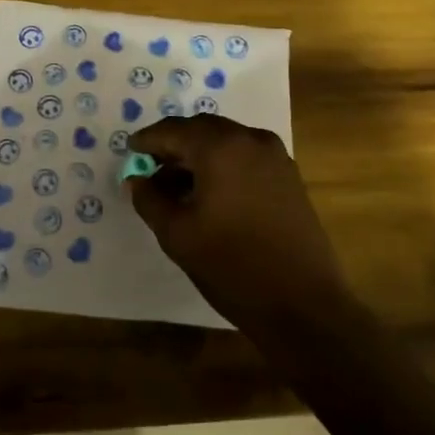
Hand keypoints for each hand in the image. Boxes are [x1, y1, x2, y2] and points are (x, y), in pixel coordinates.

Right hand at [125, 113, 347, 330]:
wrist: (304, 305)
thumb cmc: (233, 266)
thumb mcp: (178, 235)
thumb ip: (150, 200)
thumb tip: (136, 180)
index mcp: (220, 147)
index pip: (173, 130)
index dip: (148, 140)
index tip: (130, 151)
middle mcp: (249, 139)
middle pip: (201, 129)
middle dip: (174, 145)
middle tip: (151, 168)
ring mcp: (274, 156)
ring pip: (225, 141)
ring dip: (199, 155)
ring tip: (178, 186)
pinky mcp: (289, 176)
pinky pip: (245, 156)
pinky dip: (223, 164)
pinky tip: (211, 194)